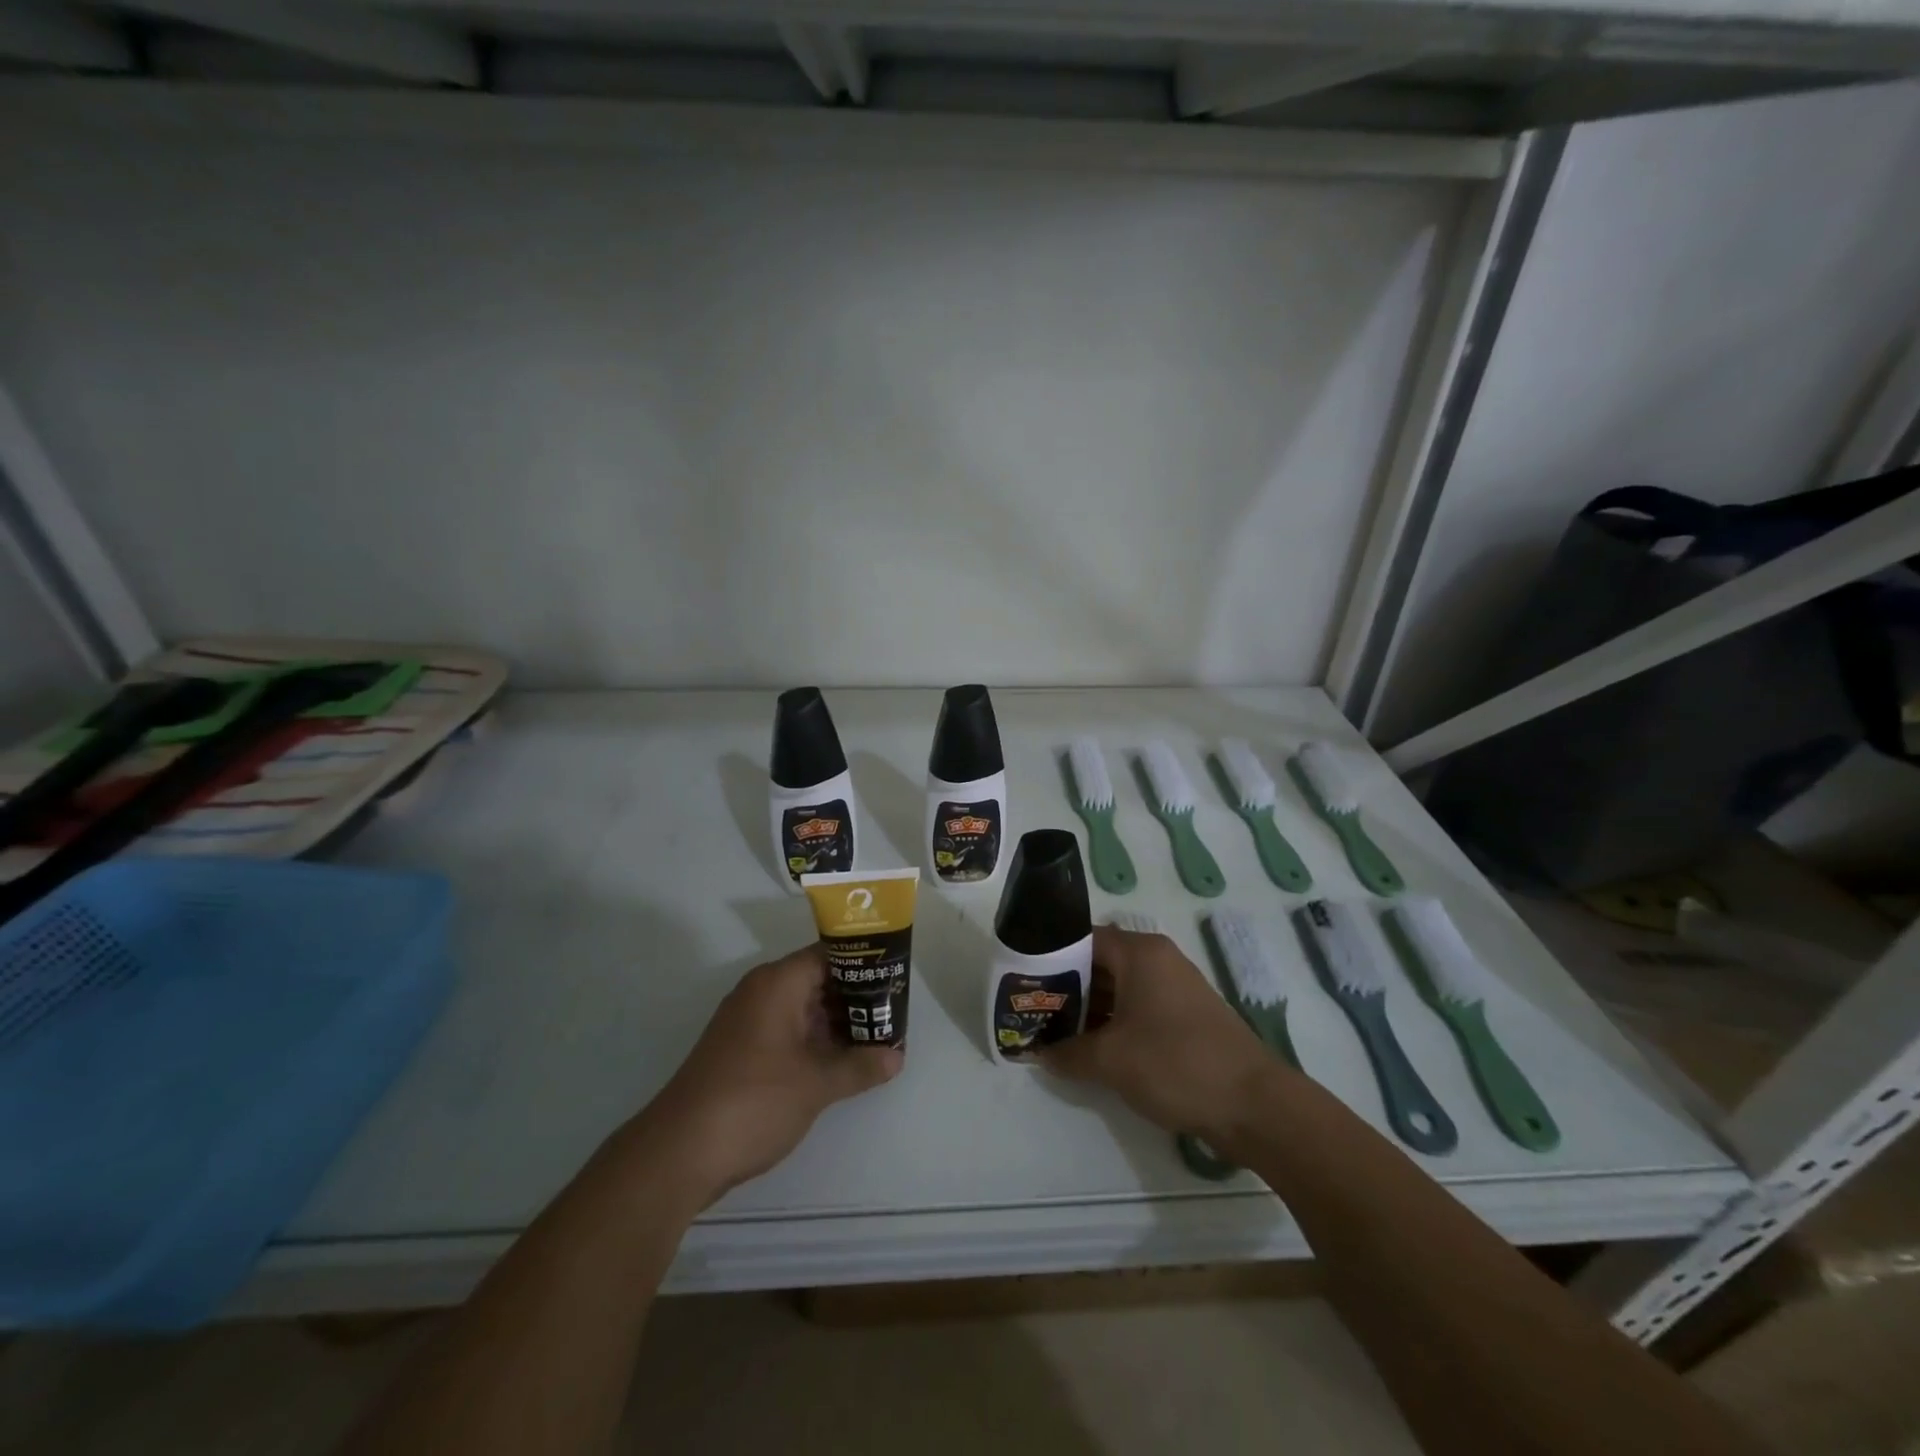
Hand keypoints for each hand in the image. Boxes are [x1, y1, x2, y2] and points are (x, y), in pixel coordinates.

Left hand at [620, 944, 902, 1207]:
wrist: (678, 1153)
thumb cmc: (754, 1101)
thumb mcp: (816, 1084)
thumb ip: (860, 1066)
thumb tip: (897, 1057)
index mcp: (778, 983)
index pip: (829, 955)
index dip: (864, 964)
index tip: (895, 979)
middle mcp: (761, 992)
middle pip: (817, 981)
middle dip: (855, 998)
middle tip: (894, 1013)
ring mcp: (747, 1022)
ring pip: (803, 1009)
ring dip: (836, 1024)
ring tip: (877, 1038)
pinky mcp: (740, 1051)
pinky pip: (787, 1032)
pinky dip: (814, 1041)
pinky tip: (841, 1062)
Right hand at [1040, 924, 1279, 1141]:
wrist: (1254, 1106)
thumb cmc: (1176, 1064)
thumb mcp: (1111, 1060)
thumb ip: (1067, 1052)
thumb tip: (1038, 1052)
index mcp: (1140, 953)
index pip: (1083, 939)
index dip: (1050, 957)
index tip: (1024, 980)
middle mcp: (1157, 961)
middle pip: (1100, 963)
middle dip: (1066, 988)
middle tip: (1032, 1010)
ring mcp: (1174, 989)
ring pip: (1118, 989)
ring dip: (1088, 1010)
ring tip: (1053, 1032)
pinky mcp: (1185, 1017)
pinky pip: (1137, 1009)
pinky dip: (1113, 1023)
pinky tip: (1090, 1048)